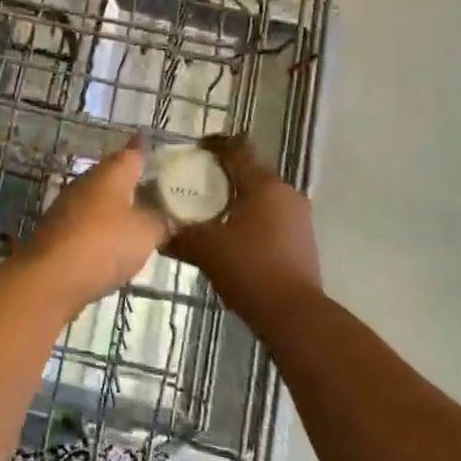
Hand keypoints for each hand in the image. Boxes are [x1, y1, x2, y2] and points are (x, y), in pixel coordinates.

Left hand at [17, 140, 169, 314]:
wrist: (49, 277)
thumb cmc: (103, 244)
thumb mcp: (146, 233)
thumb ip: (161, 222)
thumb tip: (168, 217)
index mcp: (111, 173)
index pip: (133, 152)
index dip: (148, 151)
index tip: (162, 151)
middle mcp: (87, 181)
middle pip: (116, 175)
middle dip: (136, 182)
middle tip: (161, 192)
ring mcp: (69, 205)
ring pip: (101, 200)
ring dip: (119, 208)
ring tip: (144, 220)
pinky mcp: (59, 231)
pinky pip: (89, 223)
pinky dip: (104, 229)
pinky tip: (116, 245)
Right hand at [167, 135, 321, 327]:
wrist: (294, 315)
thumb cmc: (249, 269)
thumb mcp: (205, 249)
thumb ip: (180, 235)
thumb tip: (158, 232)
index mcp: (265, 186)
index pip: (239, 149)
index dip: (216, 144)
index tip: (196, 148)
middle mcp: (287, 194)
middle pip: (252, 172)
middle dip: (224, 175)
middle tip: (196, 183)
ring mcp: (299, 218)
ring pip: (263, 197)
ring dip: (238, 200)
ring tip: (210, 212)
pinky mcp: (303, 242)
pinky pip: (272, 218)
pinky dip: (251, 220)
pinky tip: (231, 237)